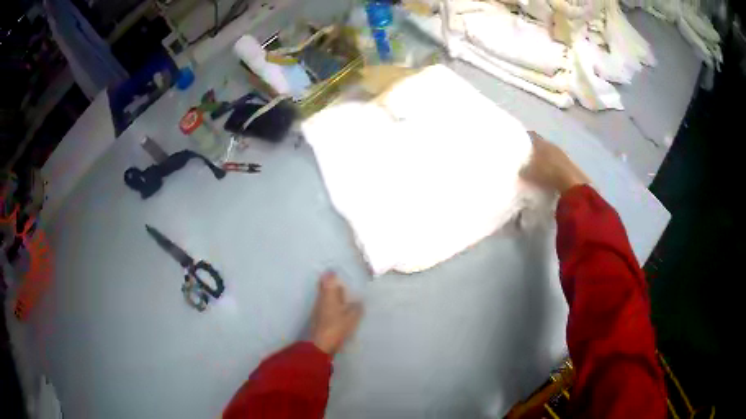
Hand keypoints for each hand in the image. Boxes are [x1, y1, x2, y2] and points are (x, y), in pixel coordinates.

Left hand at [310, 272, 362, 354]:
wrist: (320, 344)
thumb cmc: (336, 327)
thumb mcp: (352, 317)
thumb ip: (357, 308)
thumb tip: (360, 301)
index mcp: (329, 295)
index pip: (328, 279)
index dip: (332, 273)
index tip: (337, 270)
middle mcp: (321, 299)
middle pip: (324, 286)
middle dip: (331, 283)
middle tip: (341, 281)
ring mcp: (318, 308)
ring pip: (325, 296)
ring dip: (332, 294)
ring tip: (344, 294)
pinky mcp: (318, 318)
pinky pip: (325, 305)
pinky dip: (331, 303)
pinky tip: (339, 308)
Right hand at [520, 131, 589, 193]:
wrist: (572, 183)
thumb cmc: (548, 173)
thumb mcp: (530, 173)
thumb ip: (523, 170)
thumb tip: (520, 170)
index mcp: (541, 142)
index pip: (532, 136)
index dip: (525, 138)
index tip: (519, 142)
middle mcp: (552, 145)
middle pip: (541, 144)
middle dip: (535, 150)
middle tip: (528, 157)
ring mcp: (562, 154)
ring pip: (550, 153)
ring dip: (545, 159)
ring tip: (539, 167)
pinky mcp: (569, 164)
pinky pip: (557, 162)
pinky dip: (553, 166)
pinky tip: (550, 174)